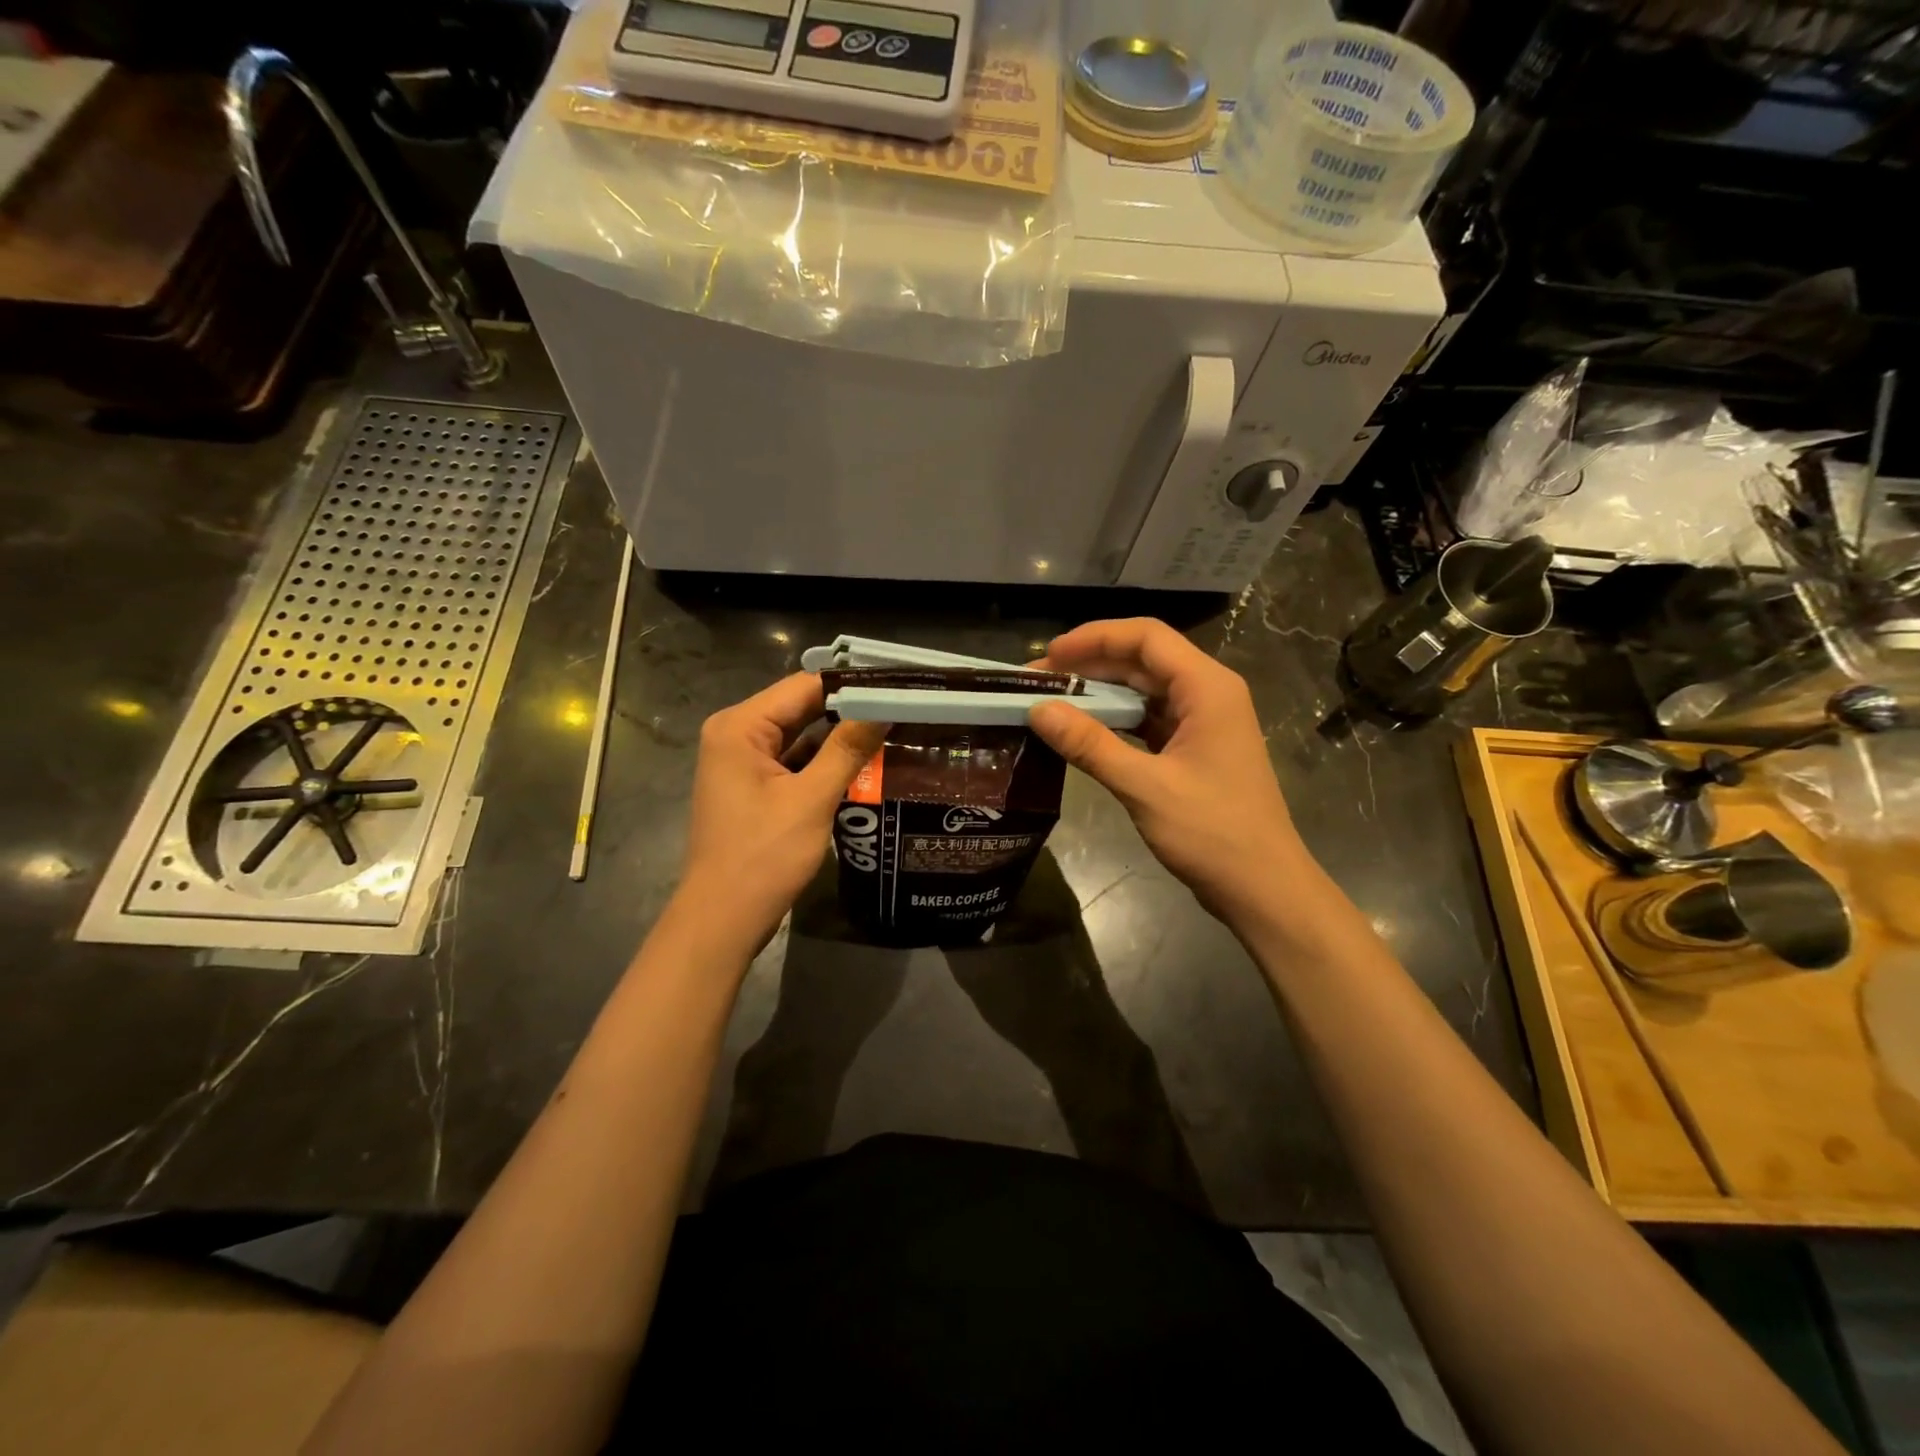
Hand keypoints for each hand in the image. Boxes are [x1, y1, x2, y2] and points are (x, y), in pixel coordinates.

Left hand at [678, 674, 886, 952]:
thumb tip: (884, 707)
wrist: (723, 919)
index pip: (803, 686)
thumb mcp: (811, 799)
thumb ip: (847, 749)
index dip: (850, 686)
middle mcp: (736, 735)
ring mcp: (742, 763)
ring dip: (839, 739)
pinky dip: (823, 764)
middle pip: (800, 708)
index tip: (896, 689)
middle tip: (901, 711)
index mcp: (740, 727)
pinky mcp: (753, 787)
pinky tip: (863, 766)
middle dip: (848, 712)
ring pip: (799, 736)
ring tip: (892, 733)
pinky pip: (793, 762)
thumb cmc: (763, 856)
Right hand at [1029, 619, 1314, 927]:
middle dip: (1090, 665)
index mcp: (1207, 687)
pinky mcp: (1196, 749)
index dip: (1094, 638)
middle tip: (1038, 681)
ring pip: (1145, 690)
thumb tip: (1038, 710)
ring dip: (1101, 693)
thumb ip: (1090, 745)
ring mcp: (1204, 722)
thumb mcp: (1144, 787)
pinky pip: (1150, 719)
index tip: (1050, 655)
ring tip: (1053, 703)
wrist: (1263, 888)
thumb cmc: (1212, 833)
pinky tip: (1083, 731)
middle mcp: (1209, 693)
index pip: (1146, 638)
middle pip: (1144, 660)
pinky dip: (1116, 721)